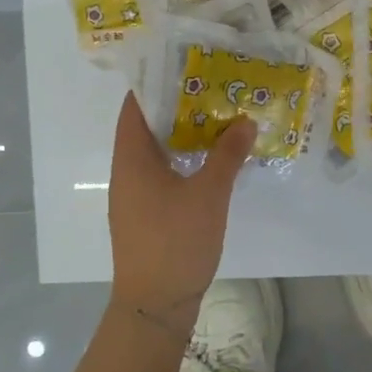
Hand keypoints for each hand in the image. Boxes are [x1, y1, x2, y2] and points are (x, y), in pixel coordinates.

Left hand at [107, 93, 254, 334]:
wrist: (155, 305)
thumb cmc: (176, 242)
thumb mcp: (209, 194)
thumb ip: (227, 155)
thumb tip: (244, 121)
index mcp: (132, 158)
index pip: (135, 106)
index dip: (157, 82)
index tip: (187, 66)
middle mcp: (127, 172)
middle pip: (147, 127)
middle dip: (178, 107)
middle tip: (214, 89)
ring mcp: (134, 196)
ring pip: (157, 153)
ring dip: (183, 136)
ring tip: (219, 118)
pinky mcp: (146, 215)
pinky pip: (162, 175)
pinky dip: (184, 161)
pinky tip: (212, 162)